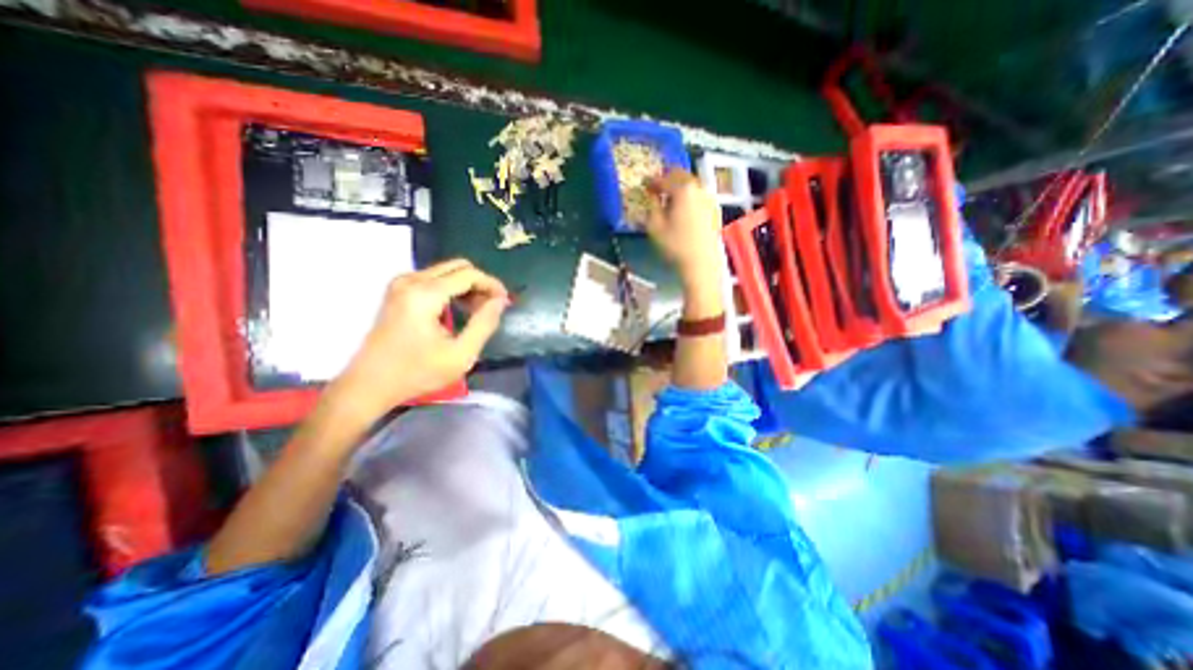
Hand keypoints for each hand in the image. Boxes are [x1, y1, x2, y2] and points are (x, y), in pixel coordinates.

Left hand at [325, 258, 506, 421]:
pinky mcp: (397, 291)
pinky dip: (452, 290)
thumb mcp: (461, 355)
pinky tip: (457, 310)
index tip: (505, 302)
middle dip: (480, 284)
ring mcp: (401, 284)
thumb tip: (500, 301)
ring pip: (447, 271)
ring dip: (467, 287)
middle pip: (458, 267)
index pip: (469, 275)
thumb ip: (484, 324)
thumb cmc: (417, 373)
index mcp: (425, 294)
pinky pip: (434, 279)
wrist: (369, 384)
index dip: (492, 285)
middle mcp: (410, 281)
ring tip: (477, 312)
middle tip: (491, 308)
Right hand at [649, 168, 721, 289]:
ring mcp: (709, 198)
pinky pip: (699, 195)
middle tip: (657, 187)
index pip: (664, 179)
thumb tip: (652, 197)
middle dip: (667, 179)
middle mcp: (698, 188)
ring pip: (691, 184)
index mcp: (683, 190)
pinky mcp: (714, 210)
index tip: (644, 184)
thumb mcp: (655, 227)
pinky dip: (689, 196)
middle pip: (681, 175)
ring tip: (669, 198)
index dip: (651, 181)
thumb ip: (651, 207)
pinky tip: (683, 208)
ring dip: (679, 187)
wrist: (702, 263)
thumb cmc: (675, 245)